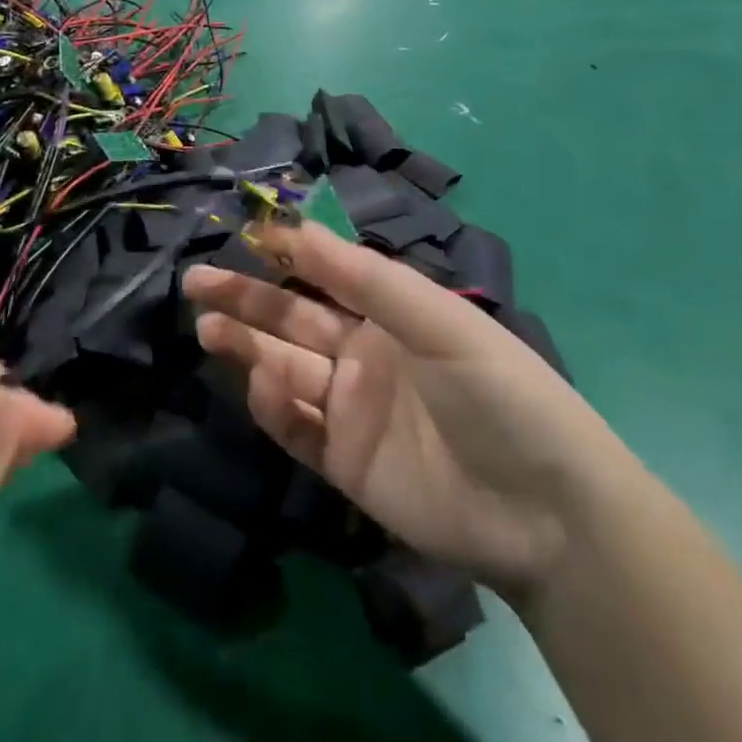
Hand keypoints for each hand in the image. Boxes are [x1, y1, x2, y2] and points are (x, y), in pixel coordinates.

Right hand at [186, 220, 618, 601]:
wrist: (545, 513)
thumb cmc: (498, 391)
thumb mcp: (438, 319)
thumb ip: (364, 278)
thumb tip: (296, 228)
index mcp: (389, 315)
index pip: (324, 275)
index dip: (284, 254)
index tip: (242, 234)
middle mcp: (363, 354)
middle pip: (292, 319)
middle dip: (245, 297)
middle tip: (196, 282)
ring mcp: (351, 409)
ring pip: (285, 368)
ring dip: (246, 347)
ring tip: (208, 328)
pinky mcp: (344, 461)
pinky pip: (297, 427)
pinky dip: (274, 407)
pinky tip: (262, 387)